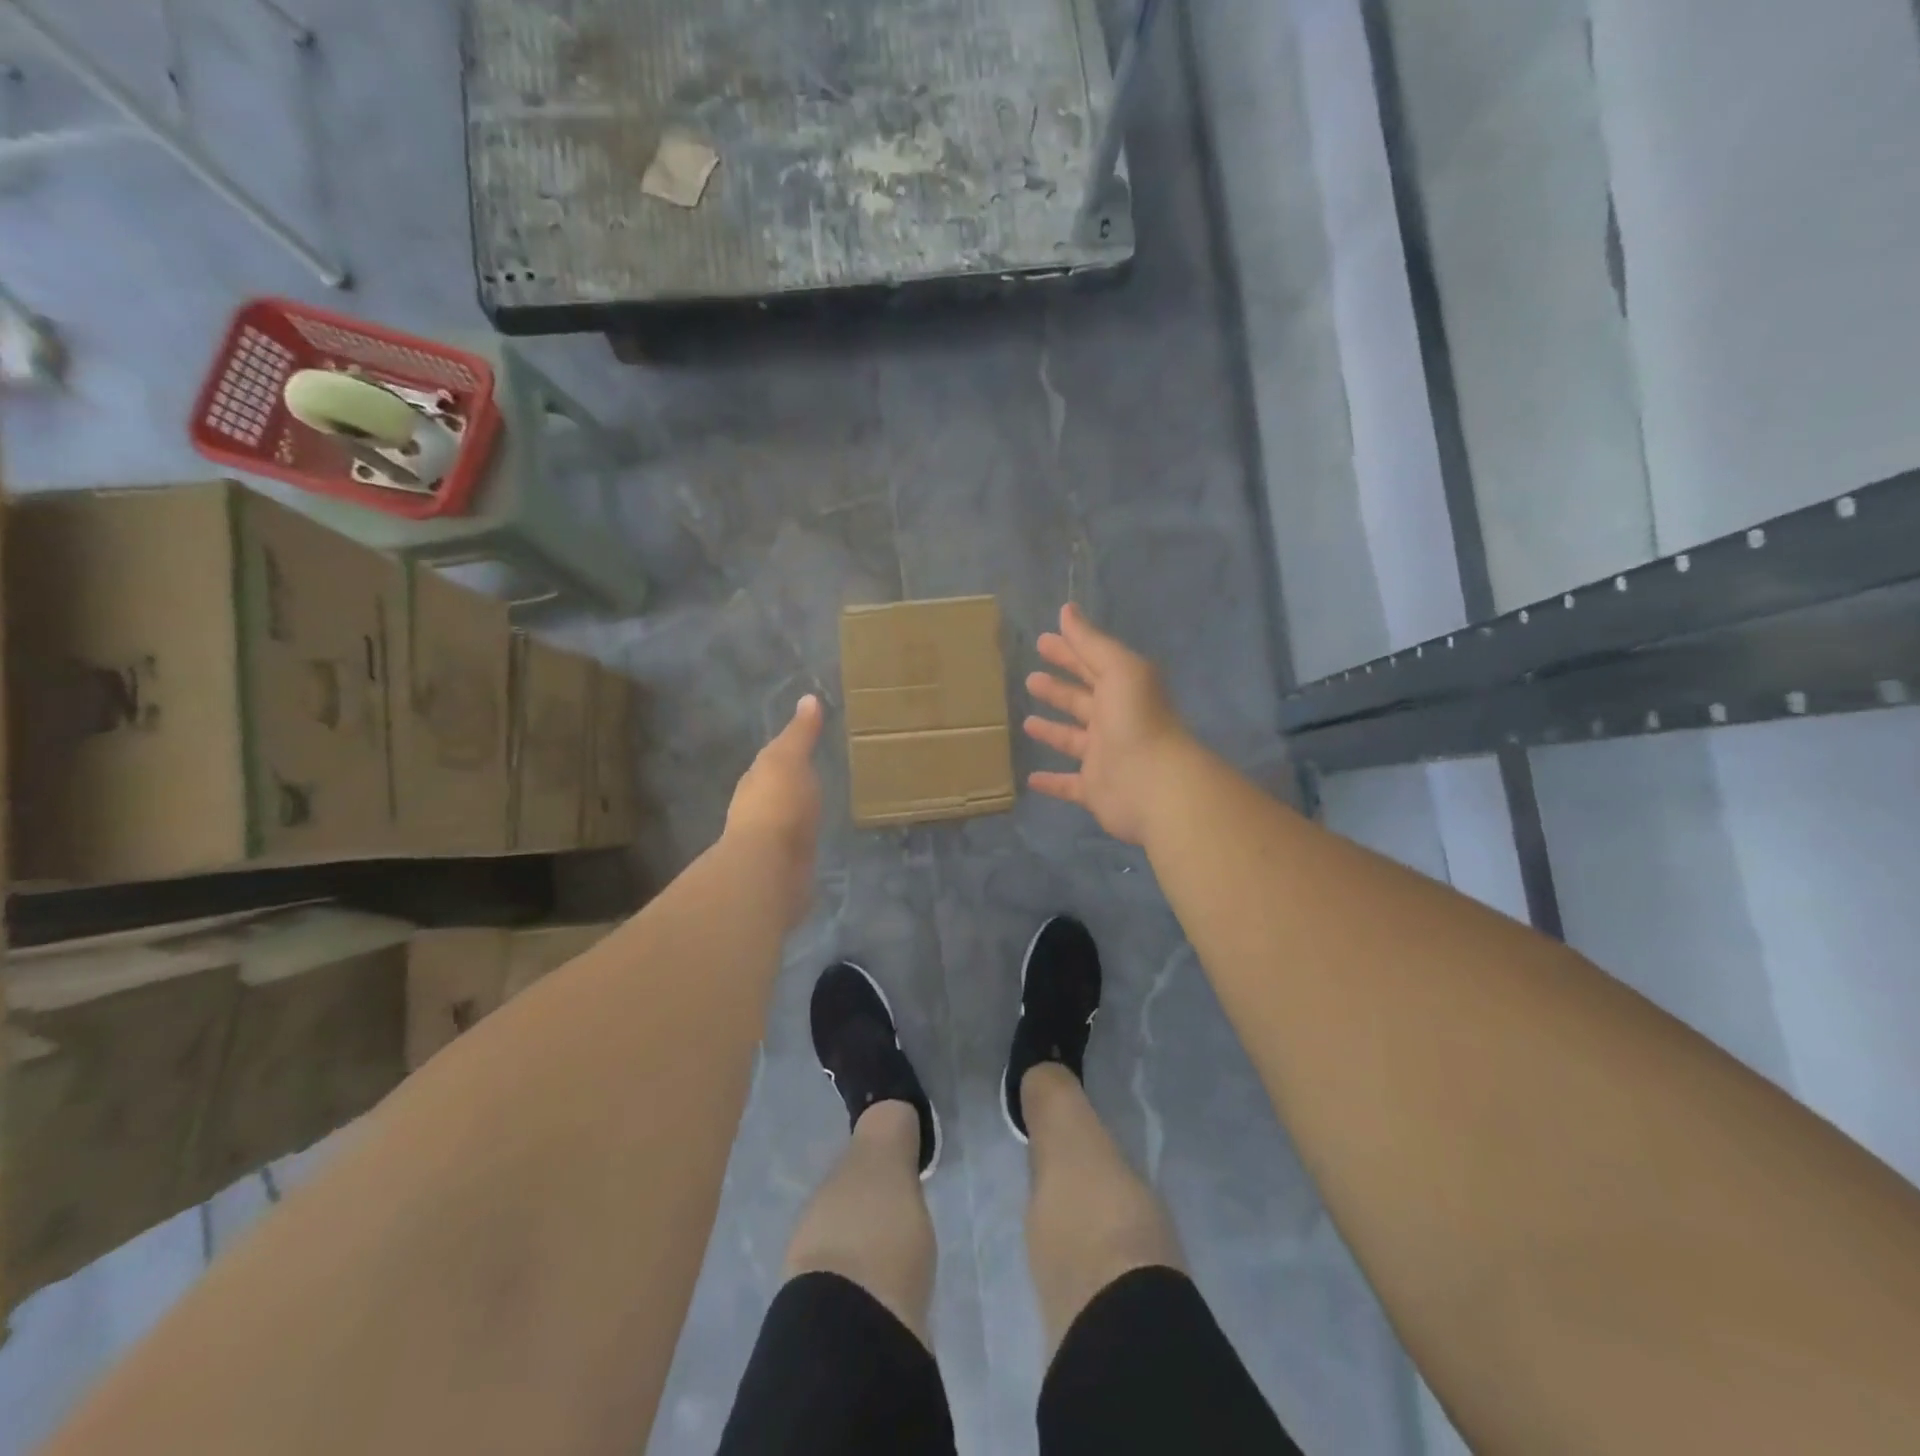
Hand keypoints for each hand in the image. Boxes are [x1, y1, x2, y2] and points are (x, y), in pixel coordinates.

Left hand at [726, 694, 824, 923]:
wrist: (769, 867)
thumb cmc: (779, 805)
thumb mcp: (790, 759)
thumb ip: (800, 733)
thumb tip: (808, 698)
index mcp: (756, 780)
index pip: (771, 759)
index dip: (787, 750)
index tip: (807, 744)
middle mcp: (756, 808)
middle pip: (775, 789)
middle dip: (790, 783)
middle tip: (816, 774)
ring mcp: (768, 840)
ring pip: (783, 819)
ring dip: (795, 813)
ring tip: (819, 808)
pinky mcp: (781, 866)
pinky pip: (794, 845)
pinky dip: (802, 839)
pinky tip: (814, 840)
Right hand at [1024, 605, 1192, 845]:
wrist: (1155, 784)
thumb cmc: (1136, 720)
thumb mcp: (1118, 669)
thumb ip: (1091, 642)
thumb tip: (1067, 610)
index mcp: (1123, 690)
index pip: (1091, 665)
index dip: (1068, 652)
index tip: (1042, 641)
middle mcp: (1115, 721)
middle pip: (1081, 700)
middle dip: (1058, 688)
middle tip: (1030, 678)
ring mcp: (1105, 757)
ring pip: (1073, 740)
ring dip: (1052, 730)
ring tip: (1026, 722)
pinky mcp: (1095, 789)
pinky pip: (1069, 785)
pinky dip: (1052, 782)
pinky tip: (1031, 778)